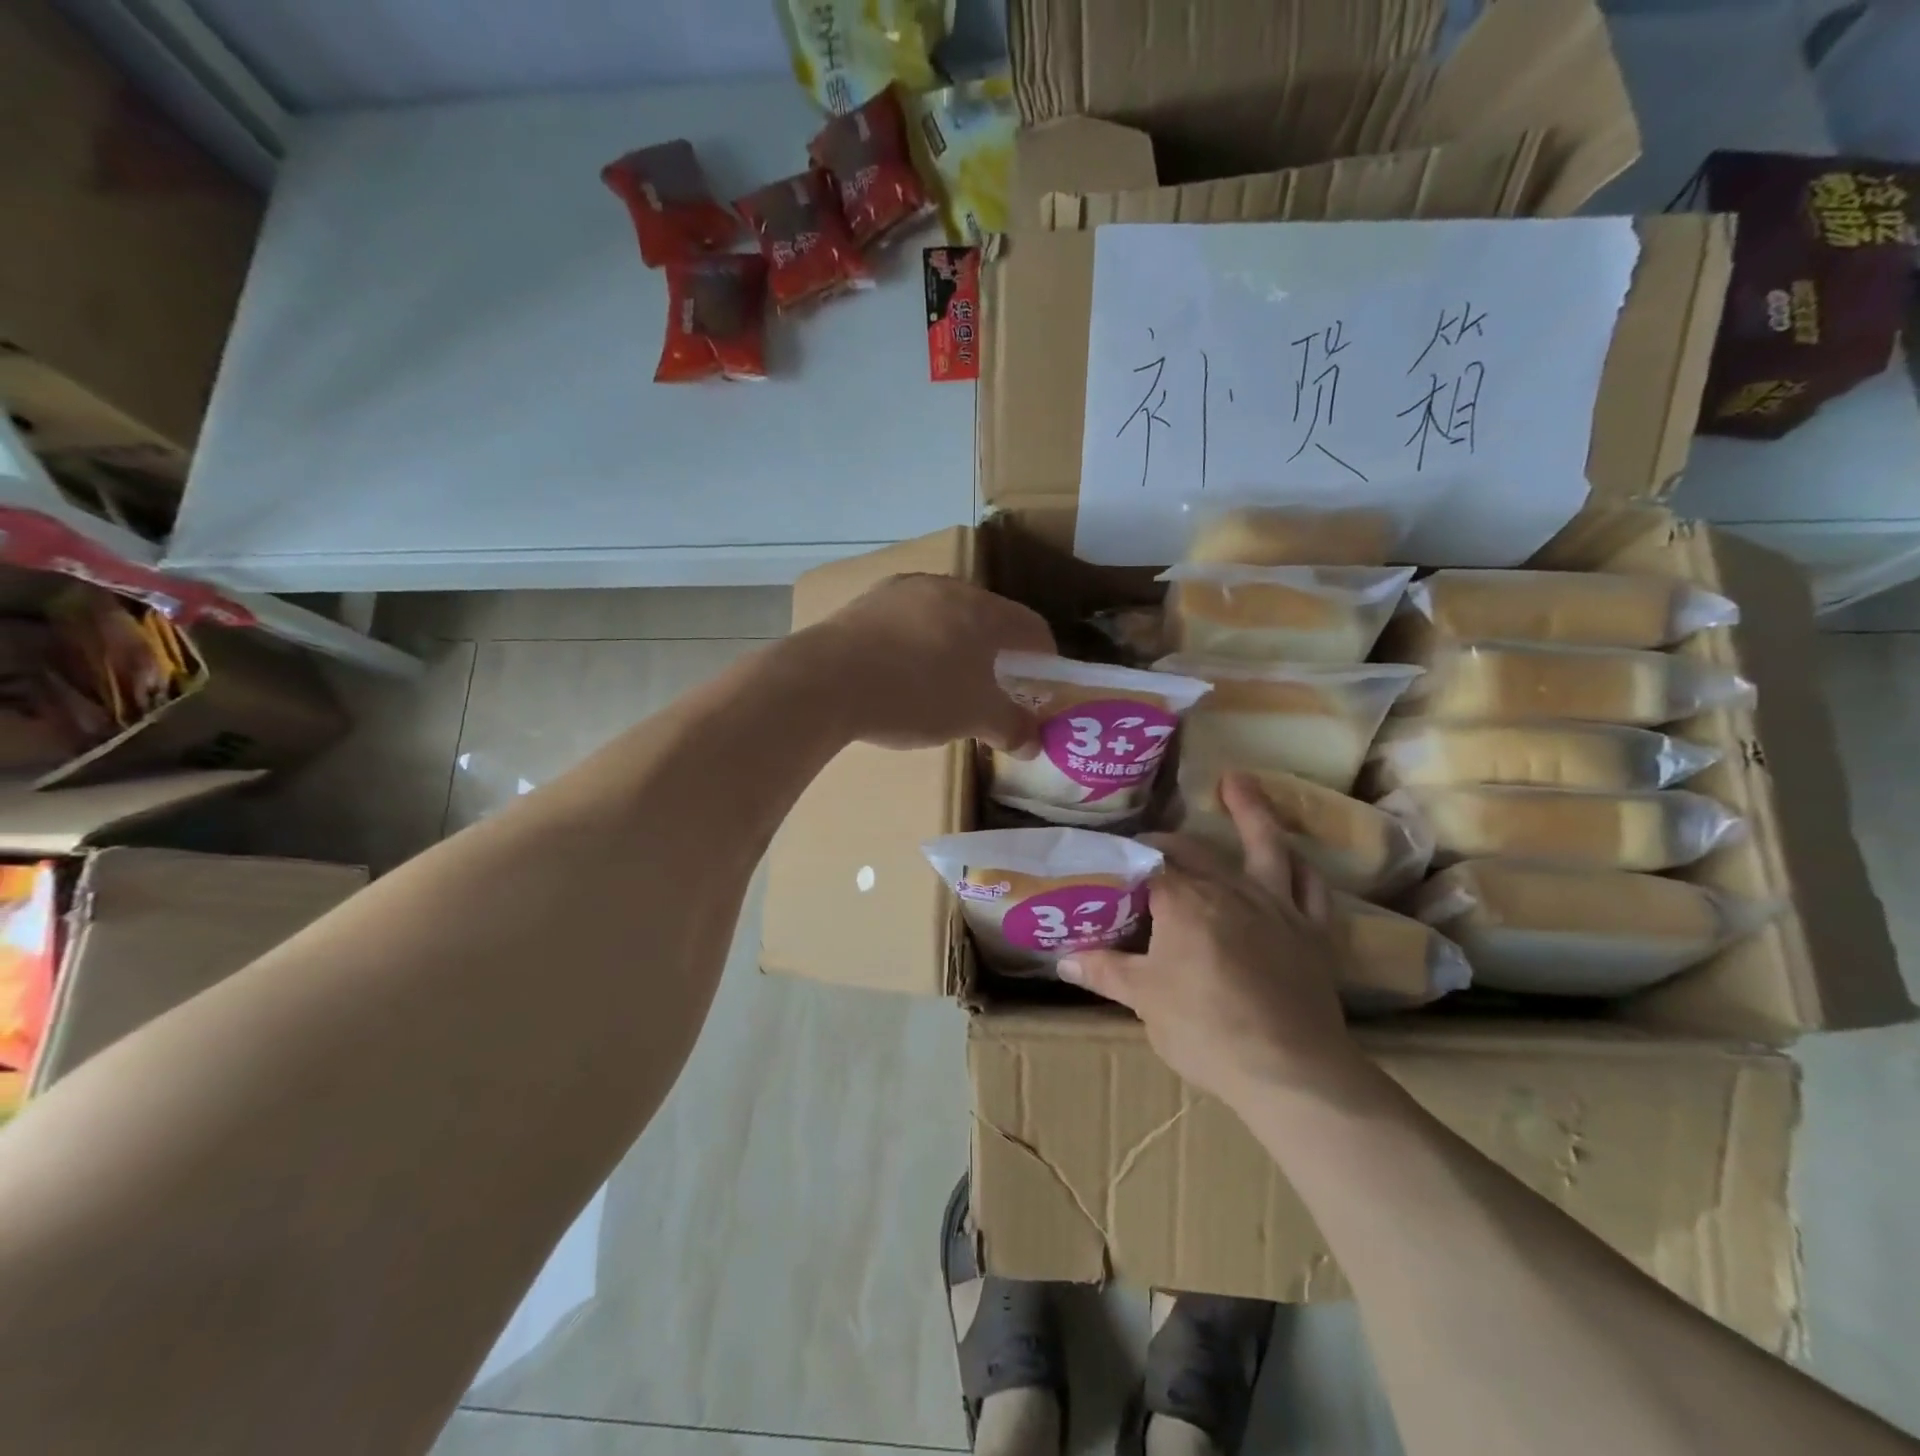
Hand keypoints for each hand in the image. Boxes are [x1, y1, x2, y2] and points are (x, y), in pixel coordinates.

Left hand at [801, 574, 1054, 751]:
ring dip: (955, 648)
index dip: (1044, 659)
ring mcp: (901, 591)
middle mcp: (946, 588)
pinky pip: (907, 622)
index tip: (1040, 688)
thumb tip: (1034, 743)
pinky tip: (902, 675)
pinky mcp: (865, 603)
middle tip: (994, 690)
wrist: (825, 681)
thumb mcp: (973, 717)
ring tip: (946, 686)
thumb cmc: (916, 694)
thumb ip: (1010, 727)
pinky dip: (917, 646)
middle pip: (988, 619)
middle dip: (997, 655)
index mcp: (982, 609)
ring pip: (945, 618)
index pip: (1032, 627)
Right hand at [1058, 773, 1372, 1107]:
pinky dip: (1300, 867)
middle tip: (1148, 842)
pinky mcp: (1312, 932)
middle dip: (1167, 842)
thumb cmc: (1206, 1030)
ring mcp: (1277, 907)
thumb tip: (1063, 959)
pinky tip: (1293, 857)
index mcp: (1184, 902)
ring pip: (1266, 847)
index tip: (1108, 865)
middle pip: (1194, 851)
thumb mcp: (1144, 1000)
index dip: (1126, 864)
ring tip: (1238, 781)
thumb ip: (1105, 972)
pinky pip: (1311, 888)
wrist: (1291, 1070)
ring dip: (1251, 811)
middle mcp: (1230, 890)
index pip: (1148, 869)